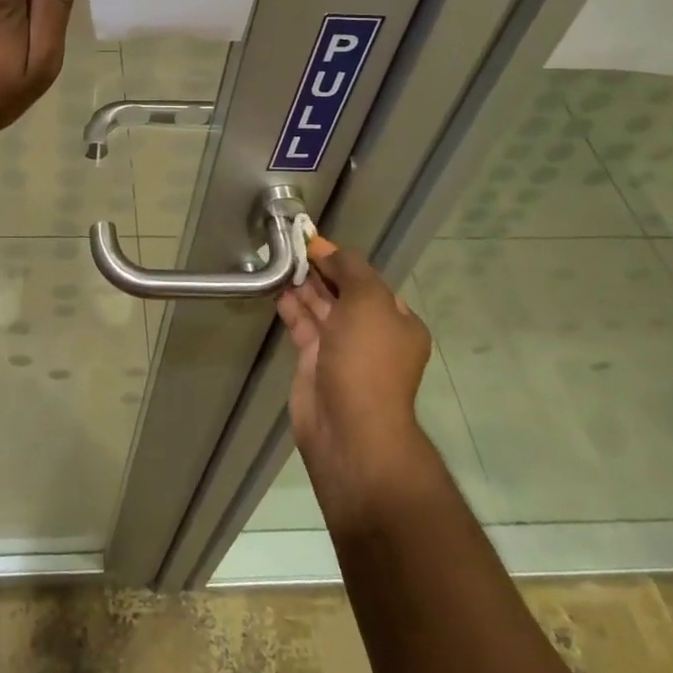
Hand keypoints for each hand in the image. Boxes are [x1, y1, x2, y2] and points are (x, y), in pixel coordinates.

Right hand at [278, 239, 435, 532]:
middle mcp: (372, 334)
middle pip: (343, 293)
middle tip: (291, 247)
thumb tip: (328, 250)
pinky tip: (275, 289)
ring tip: (279, 261)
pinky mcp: (314, 364)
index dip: (342, 260)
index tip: (313, 241)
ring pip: (321, 309)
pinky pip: (302, 327)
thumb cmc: (367, 361)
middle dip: (320, 271)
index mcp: (397, 321)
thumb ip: (350, 269)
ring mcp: (342, 350)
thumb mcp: (368, 302)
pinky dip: (291, 307)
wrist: (349, 431)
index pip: (368, 280)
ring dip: (303, 286)